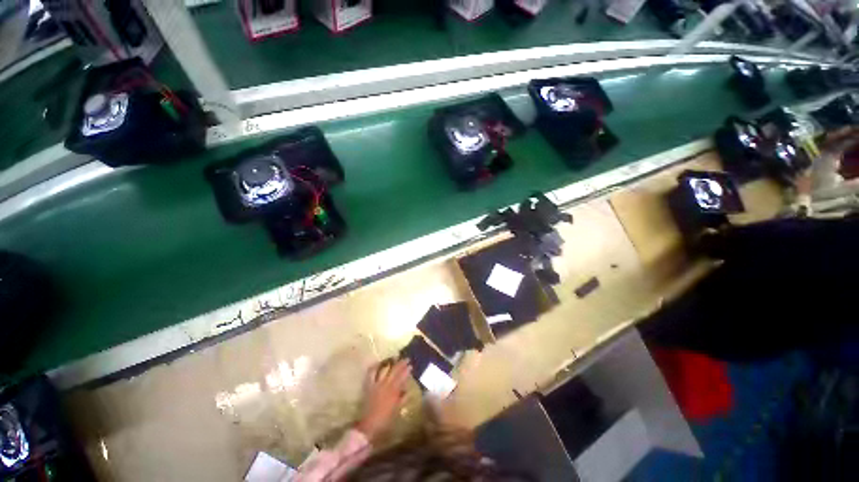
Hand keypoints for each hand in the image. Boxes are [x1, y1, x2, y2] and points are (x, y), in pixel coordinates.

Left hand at [356, 359, 410, 440]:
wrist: (368, 426)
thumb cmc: (385, 421)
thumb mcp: (396, 410)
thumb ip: (402, 399)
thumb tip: (407, 390)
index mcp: (394, 391)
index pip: (402, 377)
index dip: (407, 370)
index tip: (411, 365)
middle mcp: (386, 385)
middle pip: (394, 371)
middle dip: (401, 364)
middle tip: (406, 358)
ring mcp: (377, 384)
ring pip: (385, 370)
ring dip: (390, 363)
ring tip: (394, 357)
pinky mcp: (369, 386)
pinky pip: (371, 374)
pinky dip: (375, 367)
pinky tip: (378, 363)